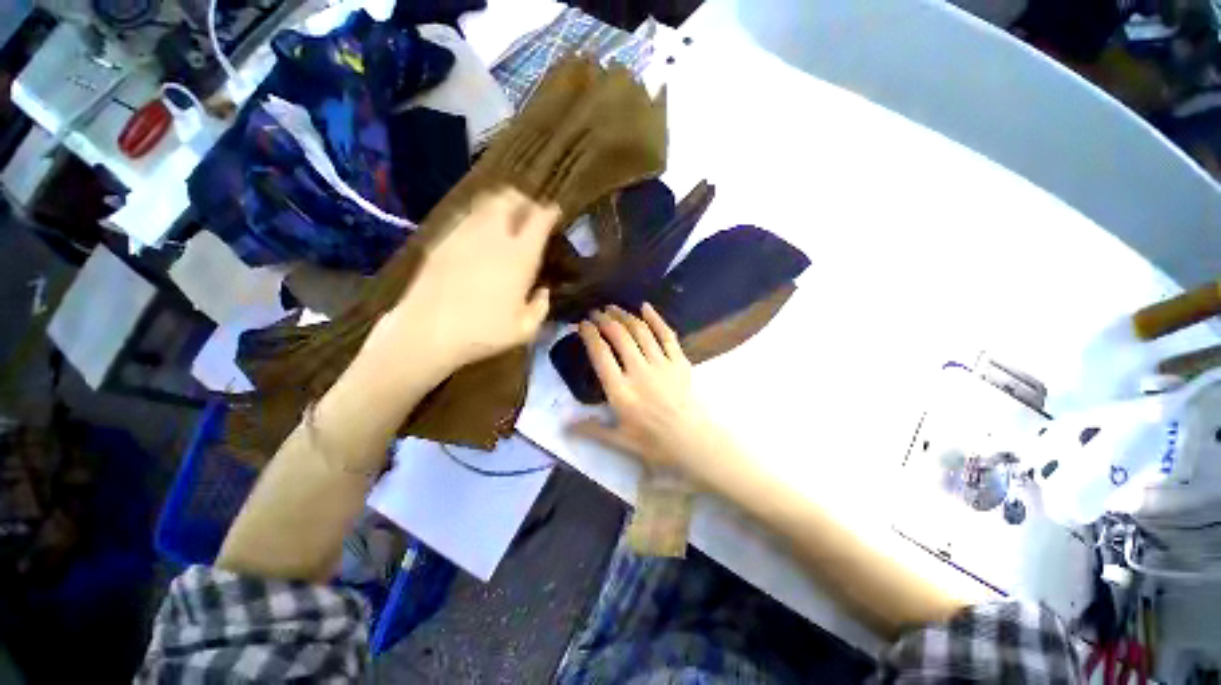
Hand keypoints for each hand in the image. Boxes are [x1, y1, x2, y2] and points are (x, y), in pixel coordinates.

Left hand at [365, 188, 559, 383]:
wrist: (427, 332)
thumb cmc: (483, 333)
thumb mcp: (525, 329)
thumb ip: (541, 306)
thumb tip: (543, 291)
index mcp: (520, 257)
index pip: (539, 219)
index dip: (550, 212)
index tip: (554, 214)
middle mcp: (493, 237)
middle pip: (509, 198)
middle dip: (523, 200)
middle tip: (529, 213)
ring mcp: (464, 234)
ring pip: (485, 202)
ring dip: (500, 205)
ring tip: (506, 219)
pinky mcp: (442, 240)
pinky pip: (465, 216)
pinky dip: (478, 217)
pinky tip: (479, 235)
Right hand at [571, 304, 722, 478]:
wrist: (693, 441)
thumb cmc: (654, 443)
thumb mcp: (619, 440)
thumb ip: (591, 429)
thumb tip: (562, 424)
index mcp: (621, 391)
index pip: (601, 355)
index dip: (590, 335)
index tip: (582, 325)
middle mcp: (639, 372)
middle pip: (620, 337)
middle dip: (605, 320)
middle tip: (596, 312)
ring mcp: (661, 364)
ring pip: (641, 331)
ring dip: (625, 316)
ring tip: (613, 308)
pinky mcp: (679, 362)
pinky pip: (667, 335)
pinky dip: (656, 319)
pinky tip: (646, 307)